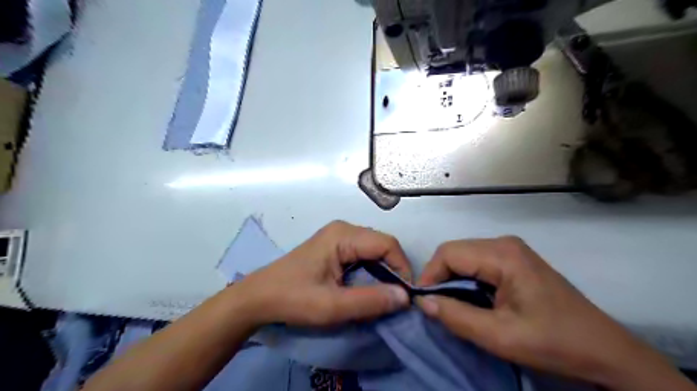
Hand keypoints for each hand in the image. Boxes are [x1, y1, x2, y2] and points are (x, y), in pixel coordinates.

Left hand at [234, 223, 409, 325]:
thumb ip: (370, 300)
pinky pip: (363, 254)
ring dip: (382, 272)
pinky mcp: (334, 245)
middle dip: (393, 271)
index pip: (387, 244)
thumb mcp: (332, 306)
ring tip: (382, 296)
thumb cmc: (293, 299)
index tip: (404, 296)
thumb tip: (405, 296)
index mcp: (343, 235)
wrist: (258, 297)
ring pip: (374, 250)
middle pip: (382, 245)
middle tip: (394, 299)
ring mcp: (338, 236)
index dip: (402, 268)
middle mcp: (344, 229)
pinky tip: (366, 288)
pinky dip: (371, 271)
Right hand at [415, 237, 693, 388]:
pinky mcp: (515, 260)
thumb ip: (456, 316)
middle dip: (439, 277)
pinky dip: (466, 280)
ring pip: (464, 257)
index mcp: (502, 254)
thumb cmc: (554, 342)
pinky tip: (472, 300)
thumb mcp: (500, 336)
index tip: (424, 303)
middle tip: (437, 306)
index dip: (429, 275)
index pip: (448, 253)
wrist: (604, 351)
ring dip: (452, 279)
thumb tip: (422, 302)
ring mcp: (511, 250)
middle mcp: (504, 243)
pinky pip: (478, 263)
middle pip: (455, 252)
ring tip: (452, 305)